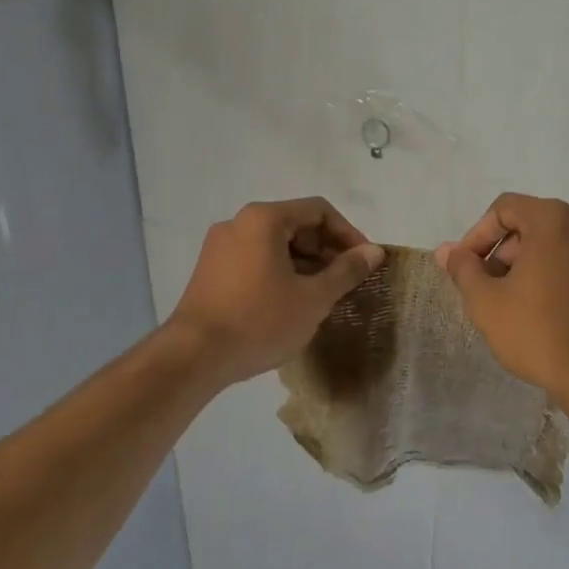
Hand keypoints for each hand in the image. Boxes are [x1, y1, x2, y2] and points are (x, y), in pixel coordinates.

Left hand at [166, 198, 384, 385]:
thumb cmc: (260, 321)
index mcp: (264, 219)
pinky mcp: (210, 271)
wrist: (194, 357)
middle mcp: (238, 223)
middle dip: (325, 251)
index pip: (319, 210)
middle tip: (344, 283)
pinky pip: (255, 261)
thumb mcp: (313, 298)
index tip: (363, 264)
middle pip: (295, 225)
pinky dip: (279, 274)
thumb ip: (346, 271)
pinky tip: (289, 305)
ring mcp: (219, 247)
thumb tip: (373, 251)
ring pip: (275, 245)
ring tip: (320, 298)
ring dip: (304, 265)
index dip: (348, 234)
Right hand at [435, 193, 568, 405]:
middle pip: (532, 225)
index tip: (466, 267)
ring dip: (528, 266)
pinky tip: (543, 313)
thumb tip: (446, 250)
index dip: (477, 235)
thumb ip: (463, 268)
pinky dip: (555, 278)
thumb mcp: (486, 301)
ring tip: (512, 303)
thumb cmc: (537, 333)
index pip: (505, 208)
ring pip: (556, 247)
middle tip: (486, 288)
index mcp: (555, 221)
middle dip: (503, 252)